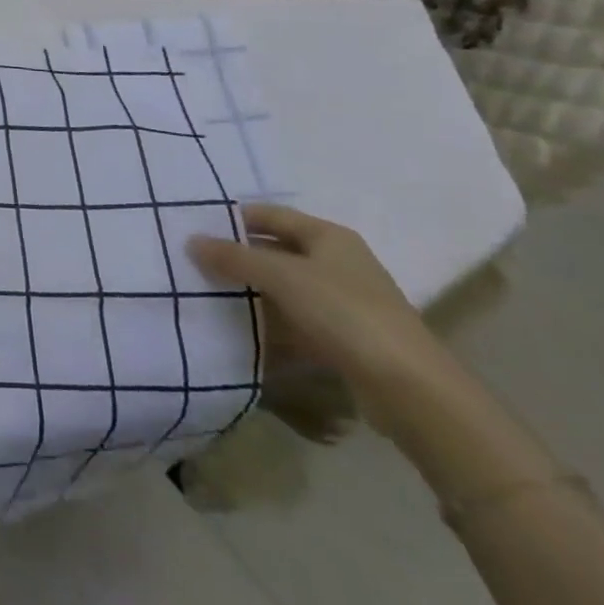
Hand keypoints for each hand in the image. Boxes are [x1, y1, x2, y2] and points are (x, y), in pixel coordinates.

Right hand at [188, 203, 452, 434]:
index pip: (270, 215)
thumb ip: (234, 258)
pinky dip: (271, 322)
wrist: (412, 390)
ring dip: (253, 291)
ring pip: (286, 287)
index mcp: (328, 236)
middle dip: (239, 257)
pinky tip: (243, 330)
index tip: (196, 227)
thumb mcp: (281, 277)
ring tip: (209, 294)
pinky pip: (297, 320)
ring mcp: (344, 302)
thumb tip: (191, 241)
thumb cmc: (345, 313)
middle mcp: (338, 262)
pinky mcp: (346, 338)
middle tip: (196, 262)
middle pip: (277, 250)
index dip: (234, 219)